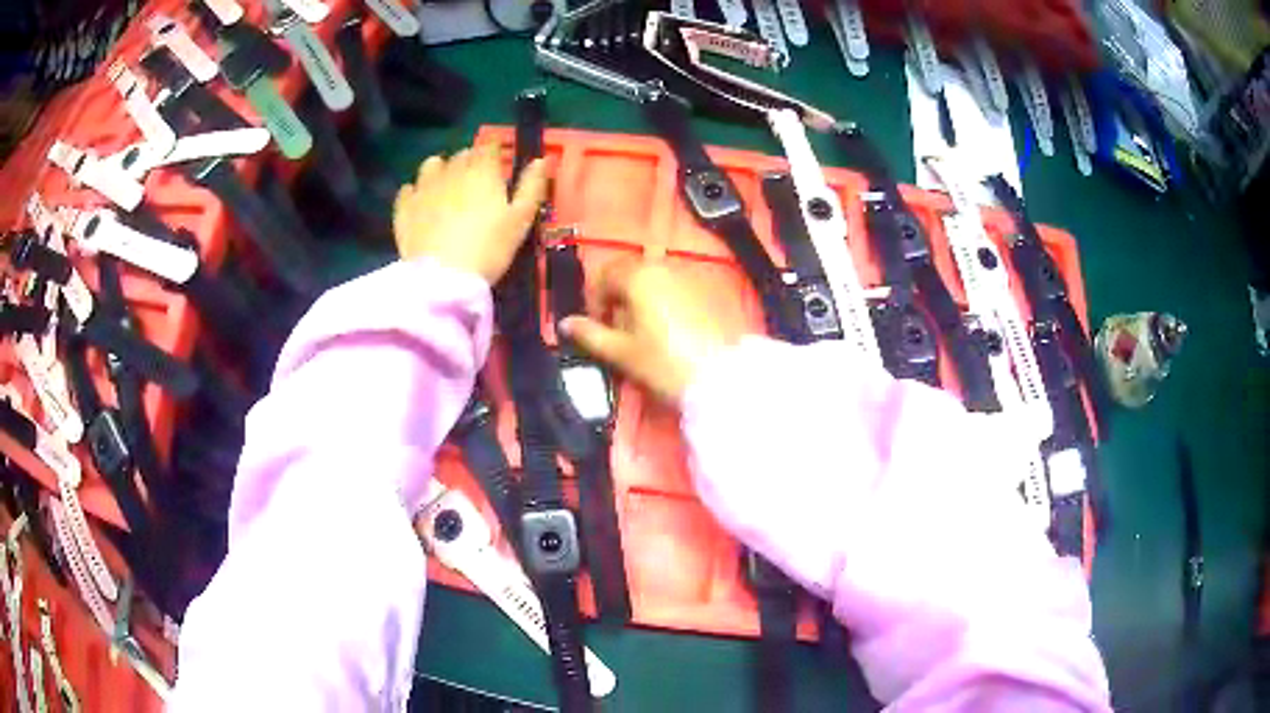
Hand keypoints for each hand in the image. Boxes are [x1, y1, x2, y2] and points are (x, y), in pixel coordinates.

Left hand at [393, 144, 548, 283]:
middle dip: (471, 162)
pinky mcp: (404, 208)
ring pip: (432, 165)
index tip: (499, 162)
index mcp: (482, 171)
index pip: (489, 146)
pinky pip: (408, 189)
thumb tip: (541, 159)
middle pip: (462, 155)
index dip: (495, 150)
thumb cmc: (489, 248)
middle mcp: (451, 171)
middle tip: (477, 181)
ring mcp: (424, 188)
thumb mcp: (521, 220)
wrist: (444, 279)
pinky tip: (421, 202)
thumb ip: (531, 186)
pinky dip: (416, 191)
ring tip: (447, 186)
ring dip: (441, 169)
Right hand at [561, 259, 736, 403]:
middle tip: (616, 328)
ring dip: (639, 298)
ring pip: (652, 279)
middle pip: (629, 273)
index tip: (597, 326)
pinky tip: (664, 329)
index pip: (605, 275)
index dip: (595, 300)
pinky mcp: (704, 292)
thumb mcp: (620, 351)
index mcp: (638, 276)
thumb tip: (565, 323)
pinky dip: (660, 301)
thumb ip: (590, 334)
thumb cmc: (662, 362)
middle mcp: (662, 267)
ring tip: (639, 331)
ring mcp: (686, 277)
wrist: (716, 376)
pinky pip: (672, 288)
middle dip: (617, 296)